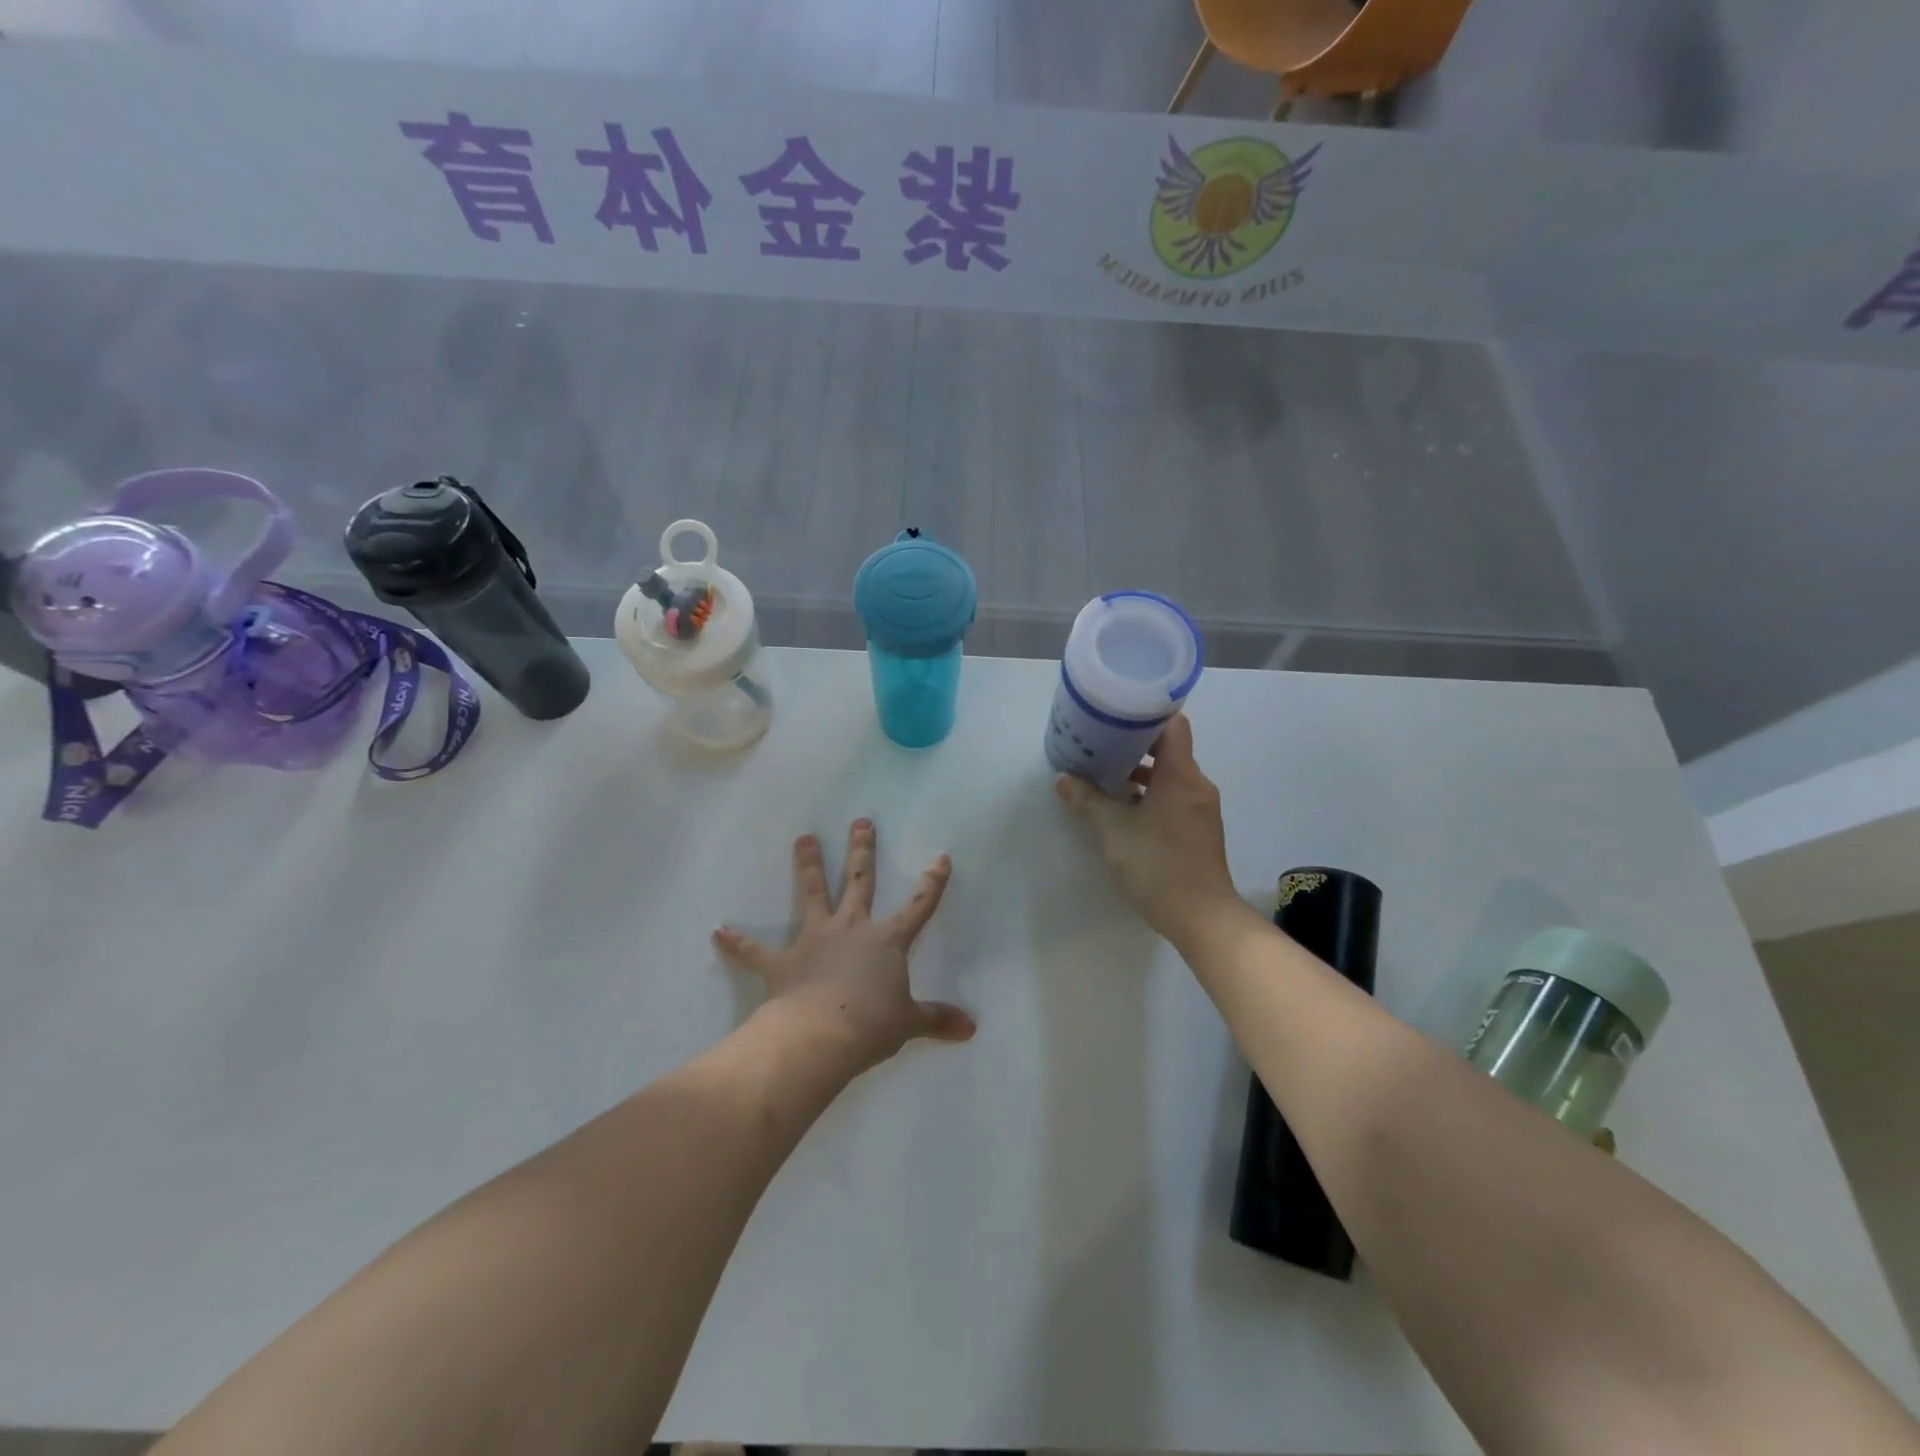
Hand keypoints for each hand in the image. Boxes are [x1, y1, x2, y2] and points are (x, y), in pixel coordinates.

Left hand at [713, 819, 975, 1073]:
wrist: (822, 1035)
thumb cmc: (872, 1024)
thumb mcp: (910, 1022)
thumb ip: (938, 1020)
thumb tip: (971, 1028)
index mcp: (887, 940)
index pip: (919, 906)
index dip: (933, 883)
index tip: (940, 857)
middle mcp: (852, 928)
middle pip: (860, 881)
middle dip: (862, 850)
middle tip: (860, 821)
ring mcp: (814, 940)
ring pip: (812, 894)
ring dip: (808, 866)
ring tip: (803, 839)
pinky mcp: (783, 962)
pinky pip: (756, 951)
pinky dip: (737, 942)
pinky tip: (719, 930)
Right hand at [1055, 713, 1242, 944]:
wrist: (1202, 917)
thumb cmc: (1158, 864)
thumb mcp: (1113, 830)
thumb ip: (1088, 801)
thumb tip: (1063, 779)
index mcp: (1181, 774)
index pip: (1173, 725)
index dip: (1147, 714)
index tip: (1117, 713)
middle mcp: (1196, 785)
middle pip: (1170, 749)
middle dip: (1135, 745)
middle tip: (1101, 744)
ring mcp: (1201, 809)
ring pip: (1171, 776)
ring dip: (1141, 774)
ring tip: (1106, 776)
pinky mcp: (1199, 831)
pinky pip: (1174, 798)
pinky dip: (1151, 795)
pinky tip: (1125, 809)